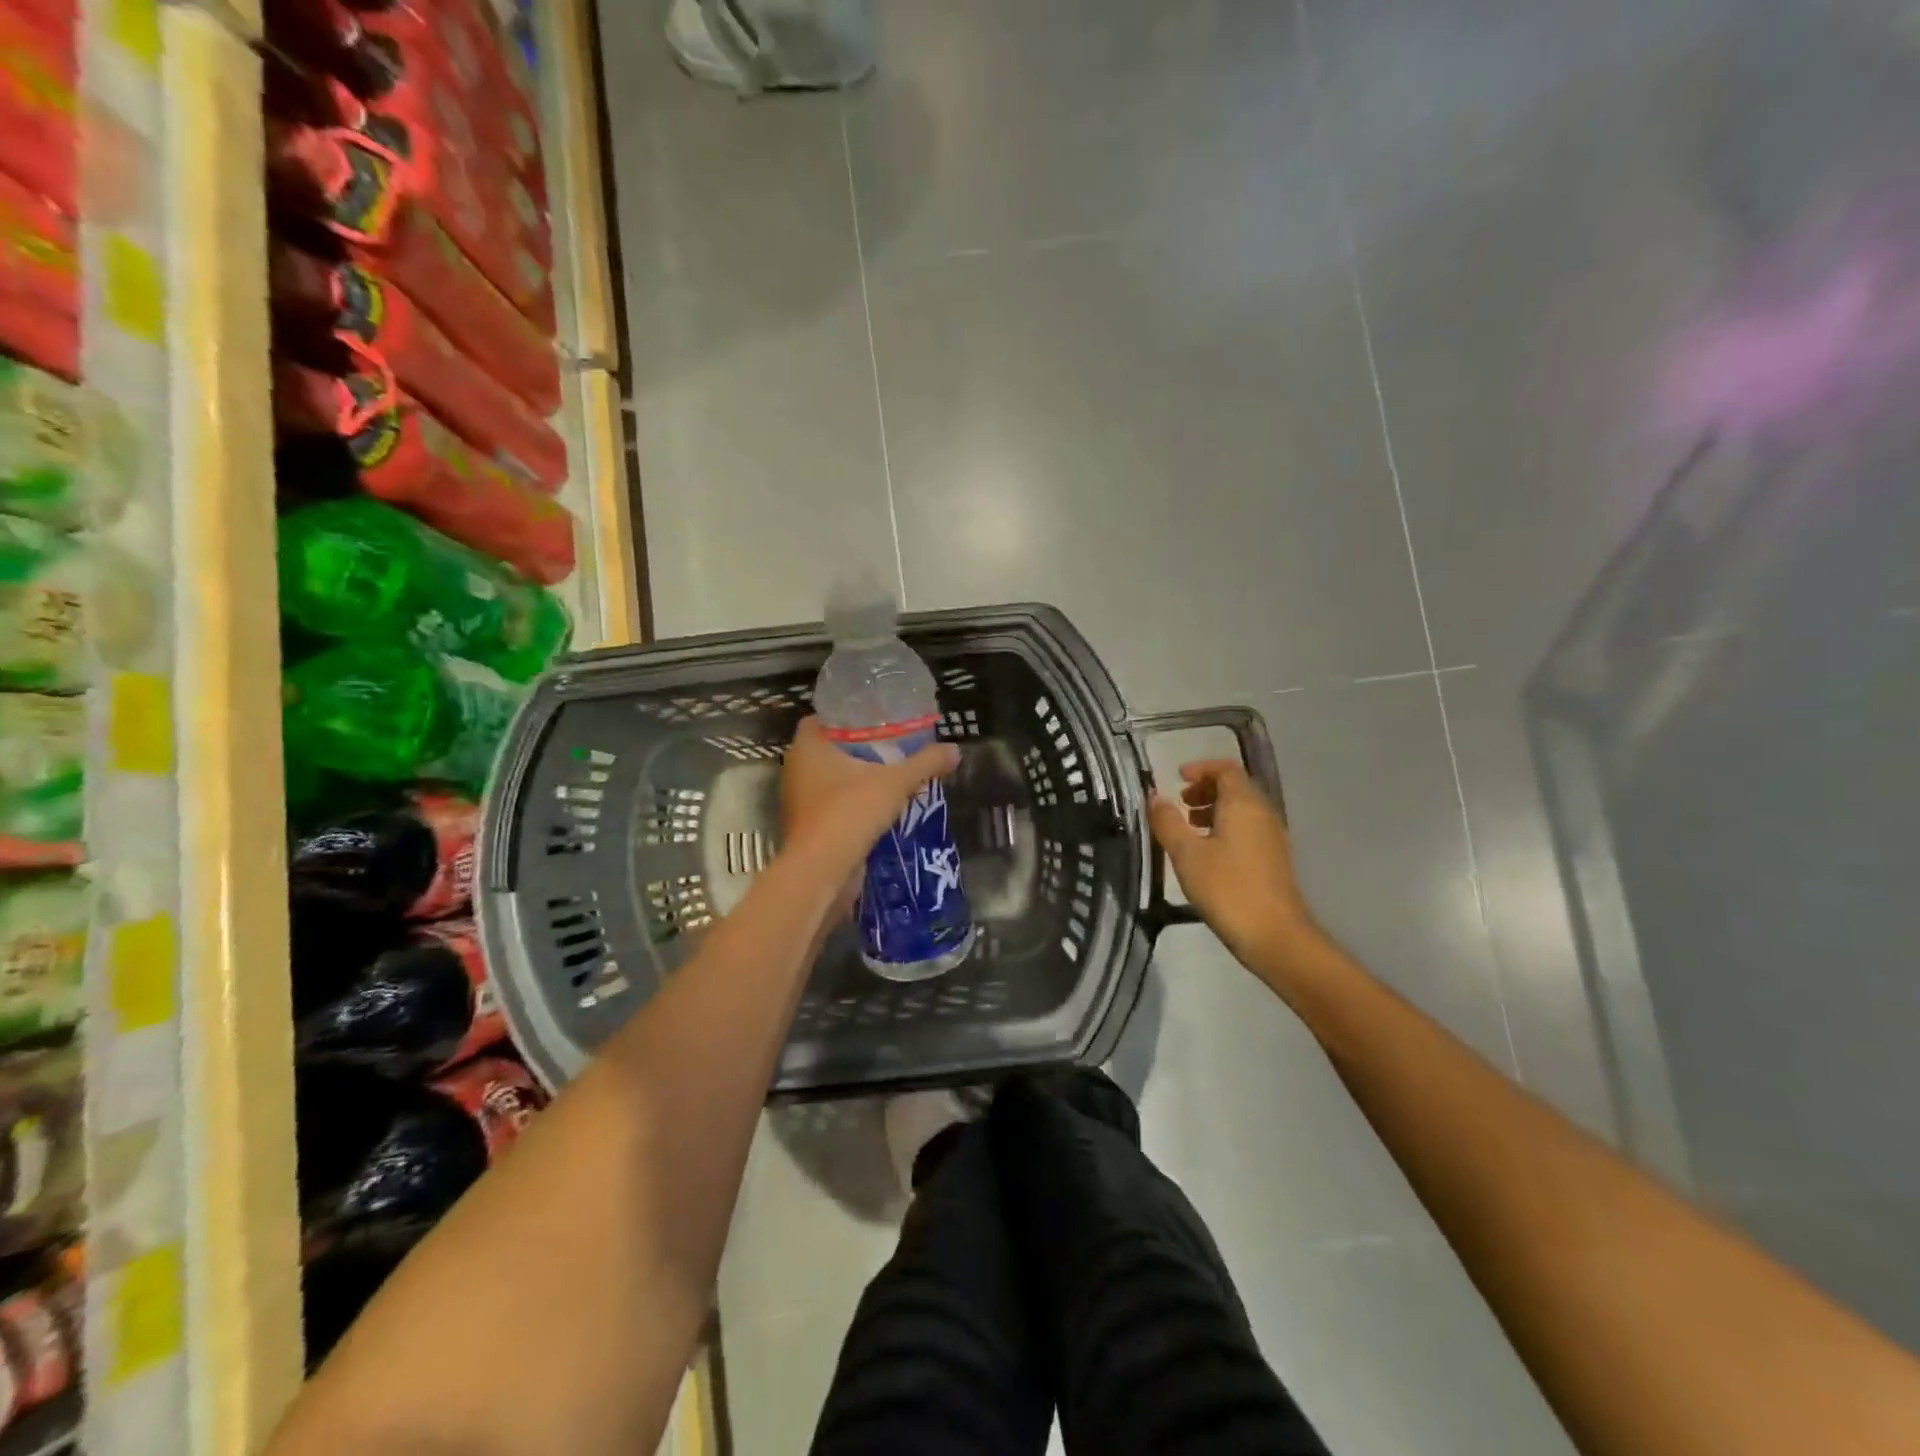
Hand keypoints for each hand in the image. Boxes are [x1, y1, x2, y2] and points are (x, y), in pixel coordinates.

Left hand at [780, 718, 960, 906]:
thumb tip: (955, 749)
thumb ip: (924, 763)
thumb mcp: (895, 783)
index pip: (822, 718)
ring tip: (891, 775)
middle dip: (857, 748)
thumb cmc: (850, 812)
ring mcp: (799, 800)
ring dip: (856, 779)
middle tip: (891, 745)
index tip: (875, 718)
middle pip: (828, 749)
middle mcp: (797, 769)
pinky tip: (881, 807)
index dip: (847, 716)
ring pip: (830, 780)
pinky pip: (833, 806)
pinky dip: (853, 805)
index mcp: (808, 747)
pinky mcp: (808, 827)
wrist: (821, 871)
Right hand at [1147, 759, 1319, 969]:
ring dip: (1214, 810)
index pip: (1226, 769)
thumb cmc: (1227, 888)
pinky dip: (1225, 828)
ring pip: (1241, 810)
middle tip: (1180, 804)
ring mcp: (1272, 837)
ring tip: (1188, 828)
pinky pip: (1247, 829)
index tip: (1177, 778)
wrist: (1275, 935)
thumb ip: (1168, 822)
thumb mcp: (1187, 854)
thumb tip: (1154, 796)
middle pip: (1235, 787)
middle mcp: (1262, 813)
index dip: (1201, 768)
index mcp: (1244, 804)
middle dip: (1205, 789)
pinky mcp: (1273, 859)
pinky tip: (1206, 853)